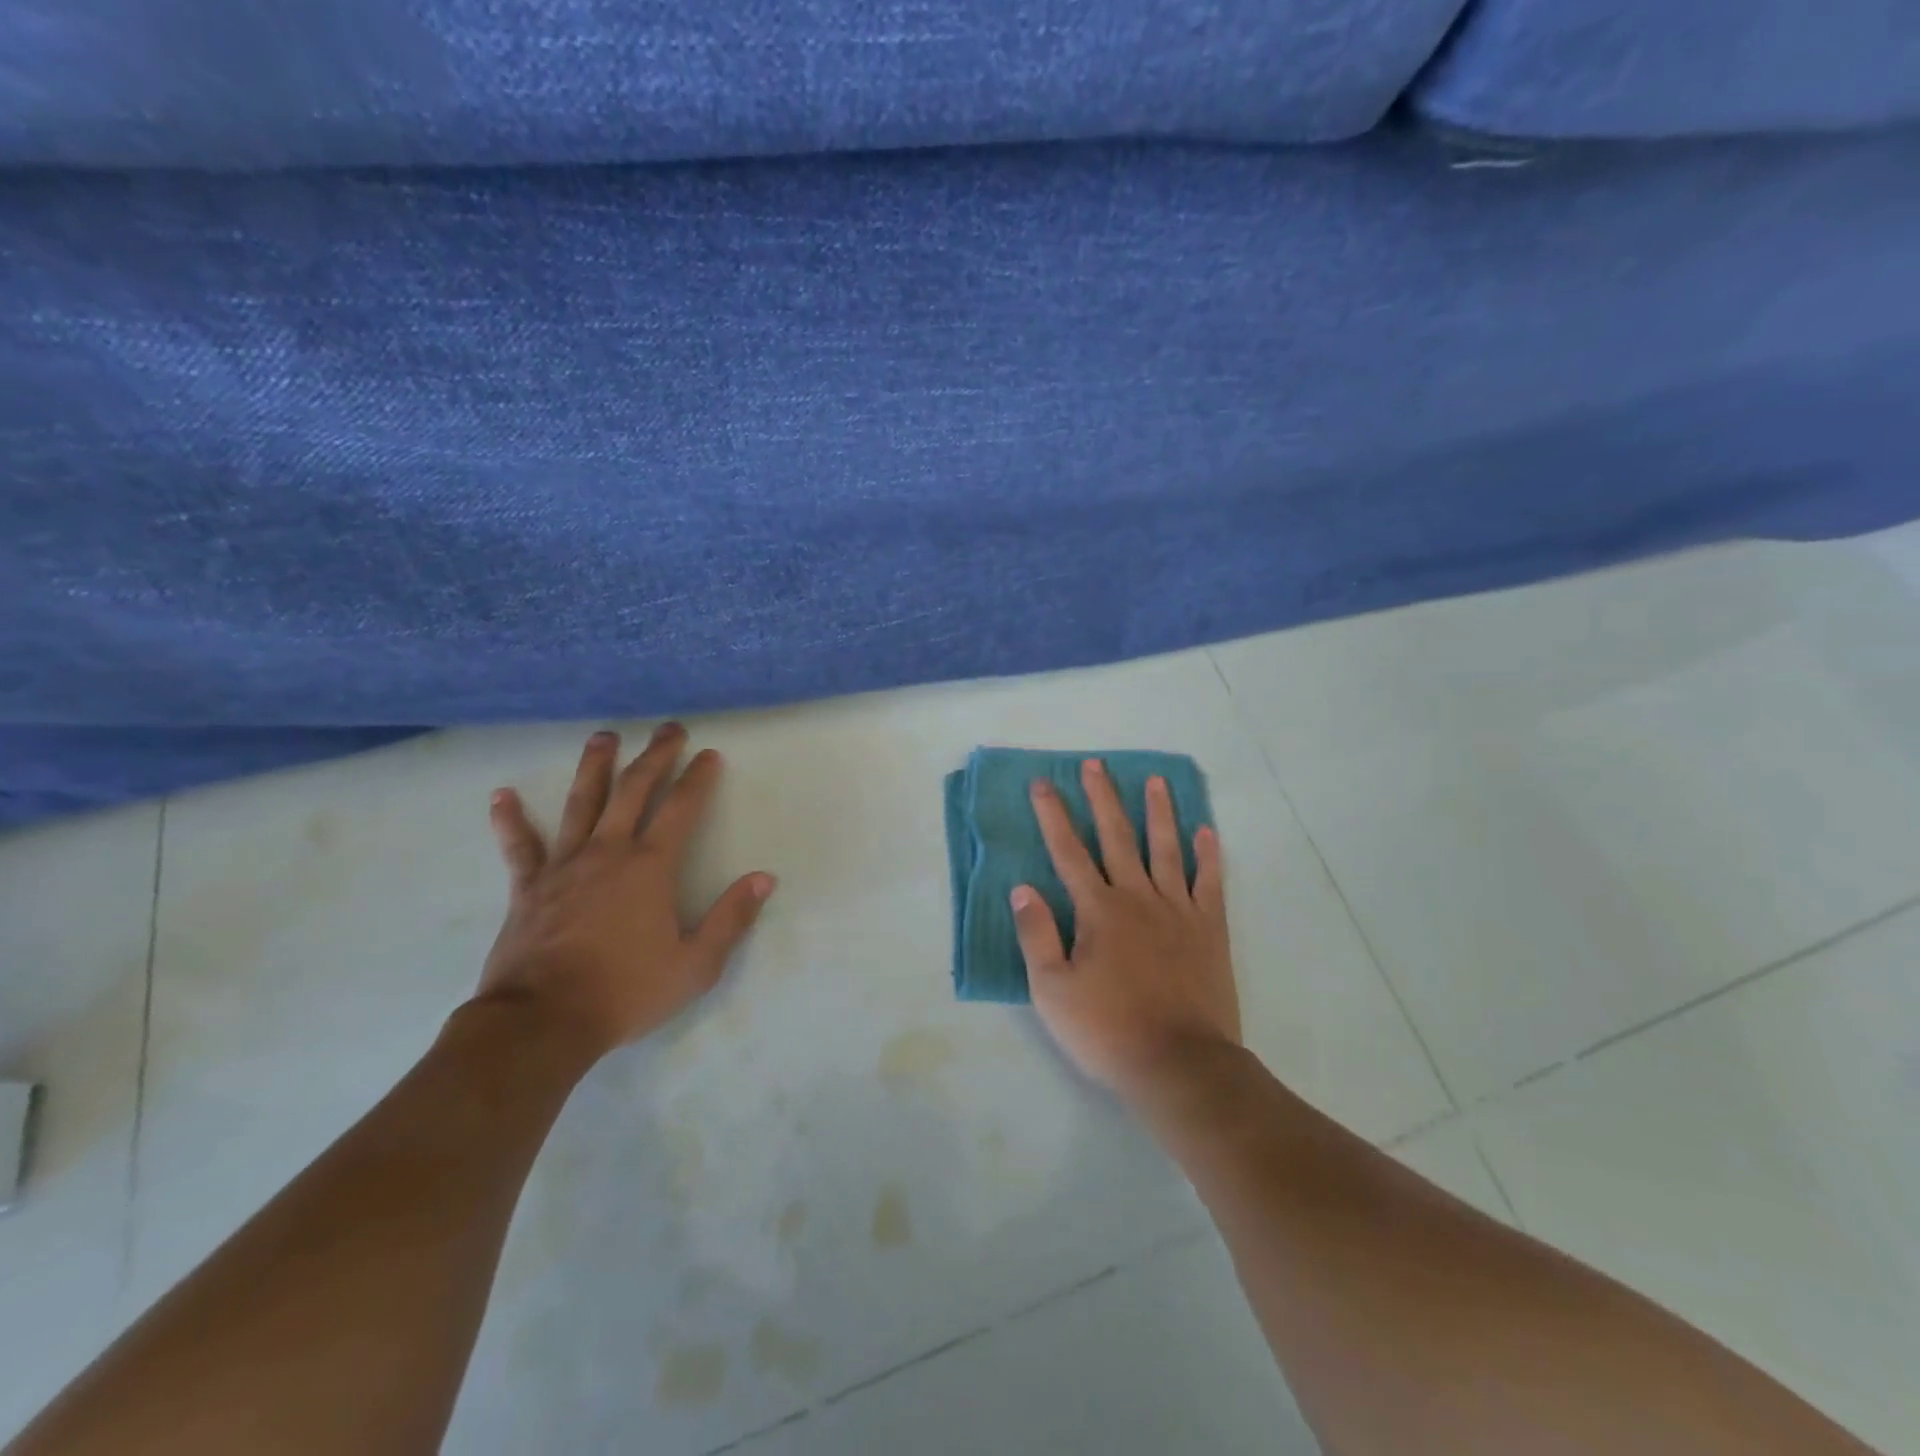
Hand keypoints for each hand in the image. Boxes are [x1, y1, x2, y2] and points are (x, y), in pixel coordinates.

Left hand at [475, 724, 775, 1059]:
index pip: (681, 808)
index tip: (708, 754)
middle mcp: (608, 852)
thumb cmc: (626, 991)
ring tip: (604, 736)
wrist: (542, 1022)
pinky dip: (510, 820)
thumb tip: (763, 878)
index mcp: (650, 867)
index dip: (697, 778)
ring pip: (581, 803)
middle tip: (668, 728)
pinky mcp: (528, 888)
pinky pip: (520, 846)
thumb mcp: (696, 964)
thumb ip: (732, 918)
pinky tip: (501, 795)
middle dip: (654, 756)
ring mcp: (564, 866)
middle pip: (633, 790)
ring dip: (594, 766)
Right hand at [1011, 759, 1239, 1103]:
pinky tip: (1207, 831)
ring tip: (1155, 780)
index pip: (1068, 852)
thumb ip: (1037, 935)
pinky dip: (1209, 855)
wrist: (1180, 1065)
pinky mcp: (1209, 930)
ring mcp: (1178, 911)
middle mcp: (1137, 898)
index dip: (1053, 816)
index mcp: (1098, 911)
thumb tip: (1022, 888)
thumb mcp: (1053, 991)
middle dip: (1103, 799)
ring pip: (1166, 849)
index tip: (1043, 784)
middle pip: (1117, 837)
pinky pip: (1210, 883)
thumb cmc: (1108, 1030)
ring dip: (1158, 812)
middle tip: (1095, 765)